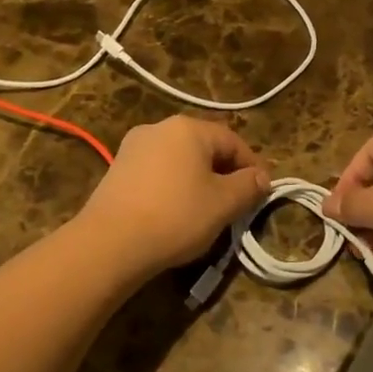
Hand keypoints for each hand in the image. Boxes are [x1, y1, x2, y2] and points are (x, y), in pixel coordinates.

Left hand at [77, 117, 270, 274]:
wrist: (110, 243)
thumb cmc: (175, 216)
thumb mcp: (223, 203)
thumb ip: (248, 186)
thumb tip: (261, 177)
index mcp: (188, 128)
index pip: (232, 141)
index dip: (252, 167)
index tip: (262, 193)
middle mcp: (159, 128)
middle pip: (204, 147)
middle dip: (224, 173)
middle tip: (237, 203)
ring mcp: (133, 147)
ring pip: (179, 160)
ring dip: (198, 181)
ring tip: (207, 211)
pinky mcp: (117, 170)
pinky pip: (157, 173)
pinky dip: (173, 187)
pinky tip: (175, 213)